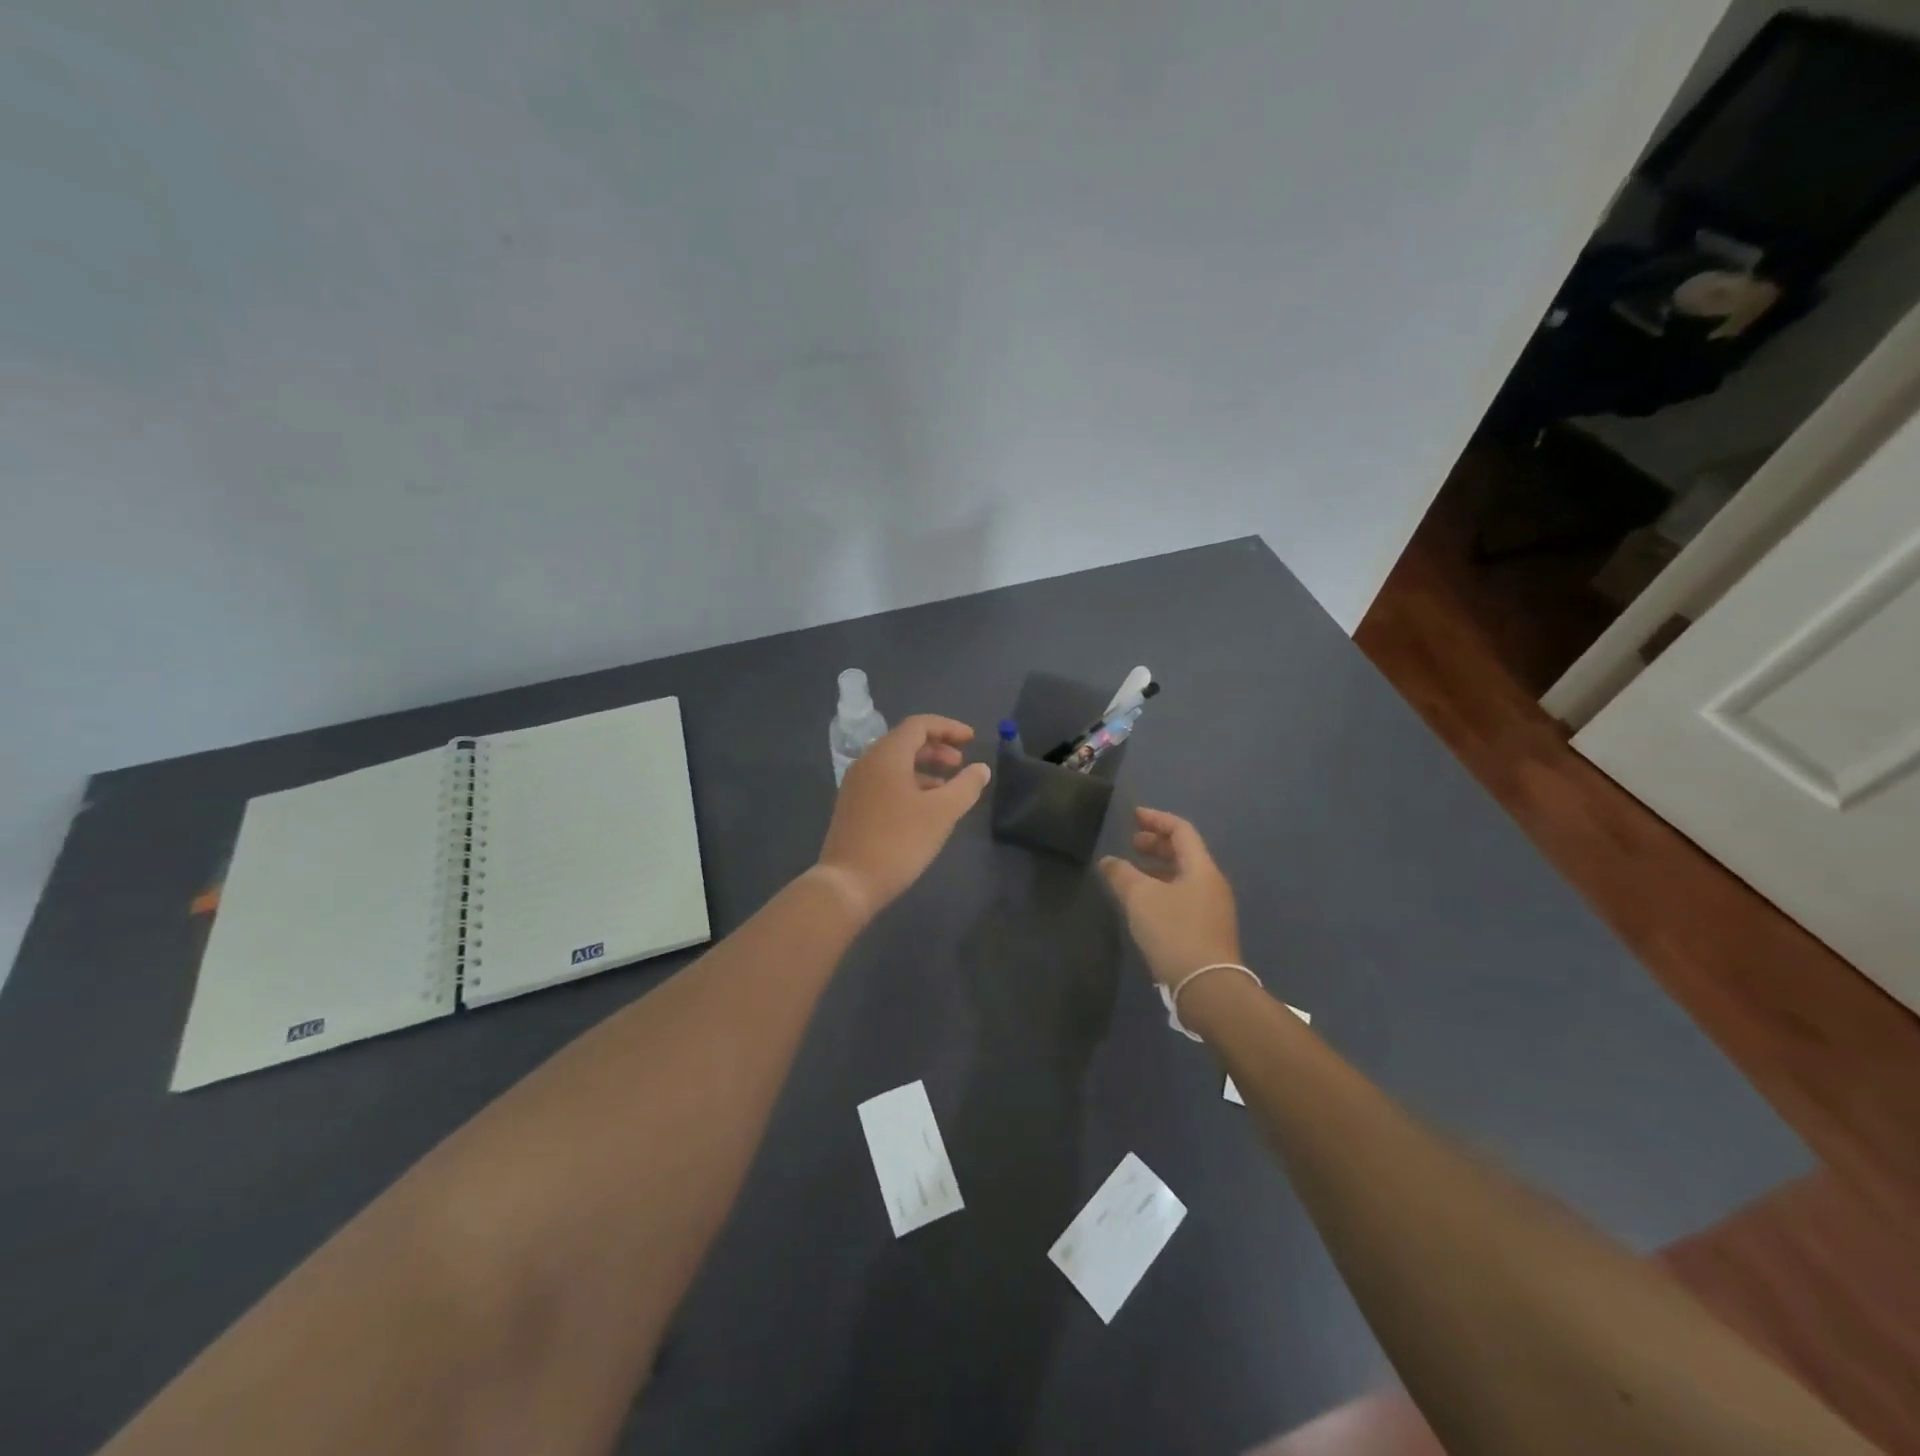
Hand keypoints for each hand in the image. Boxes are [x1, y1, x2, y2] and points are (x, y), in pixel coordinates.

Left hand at [816, 715, 991, 917]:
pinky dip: (908, 783)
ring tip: (947, 787)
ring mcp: (856, 784)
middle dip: (936, 748)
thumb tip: (980, 769)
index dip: (948, 727)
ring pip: (894, 763)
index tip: (972, 739)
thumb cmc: (899, 841)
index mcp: (887, 755)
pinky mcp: (852, 806)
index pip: (919, 725)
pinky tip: (924, 807)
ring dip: (923, 767)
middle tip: (960, 763)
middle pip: (905, 741)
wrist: (848, 882)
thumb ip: (966, 786)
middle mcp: (867, 762)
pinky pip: (884, 781)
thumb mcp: (942, 813)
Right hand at [1099, 808, 1241, 985]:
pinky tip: (1143, 905)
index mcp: (1202, 868)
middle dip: (1156, 845)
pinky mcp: (1207, 932)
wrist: (1208, 988)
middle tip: (1130, 844)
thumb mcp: (1140, 898)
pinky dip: (1162, 890)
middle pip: (1184, 853)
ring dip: (1157, 870)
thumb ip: (1121, 874)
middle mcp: (1211, 884)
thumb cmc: (1175, 932)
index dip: (1156, 819)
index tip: (1133, 816)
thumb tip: (1108, 861)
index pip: (1181, 830)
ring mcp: (1212, 910)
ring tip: (1131, 874)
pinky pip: (1182, 898)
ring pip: (1182, 877)